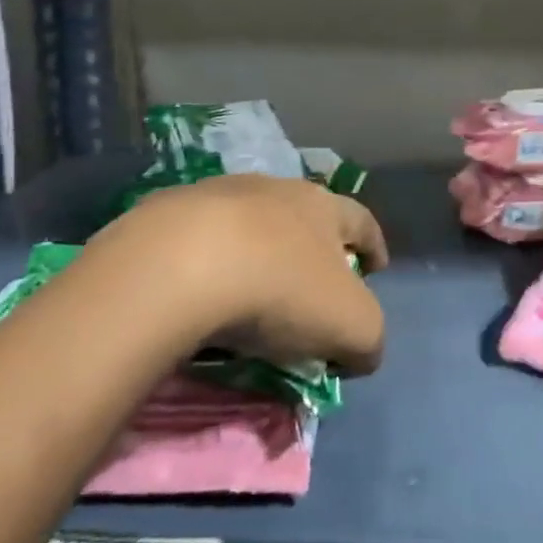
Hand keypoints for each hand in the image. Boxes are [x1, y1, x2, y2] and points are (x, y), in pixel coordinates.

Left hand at [79, 174, 387, 373]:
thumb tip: (360, 352)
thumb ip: (368, 338)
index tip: (376, 268)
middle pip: (303, 215)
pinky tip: (199, 295)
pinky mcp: (165, 215)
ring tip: (249, 293)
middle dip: (312, 248)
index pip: (361, 221)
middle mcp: (274, 190)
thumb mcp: (351, 326)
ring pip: (248, 224)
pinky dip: (206, 265)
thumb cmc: (280, 289)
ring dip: (257, 252)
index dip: (374, 246)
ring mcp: (216, 196)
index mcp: (323, 207)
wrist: (176, 267)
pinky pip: (197, 243)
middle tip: (310, 287)